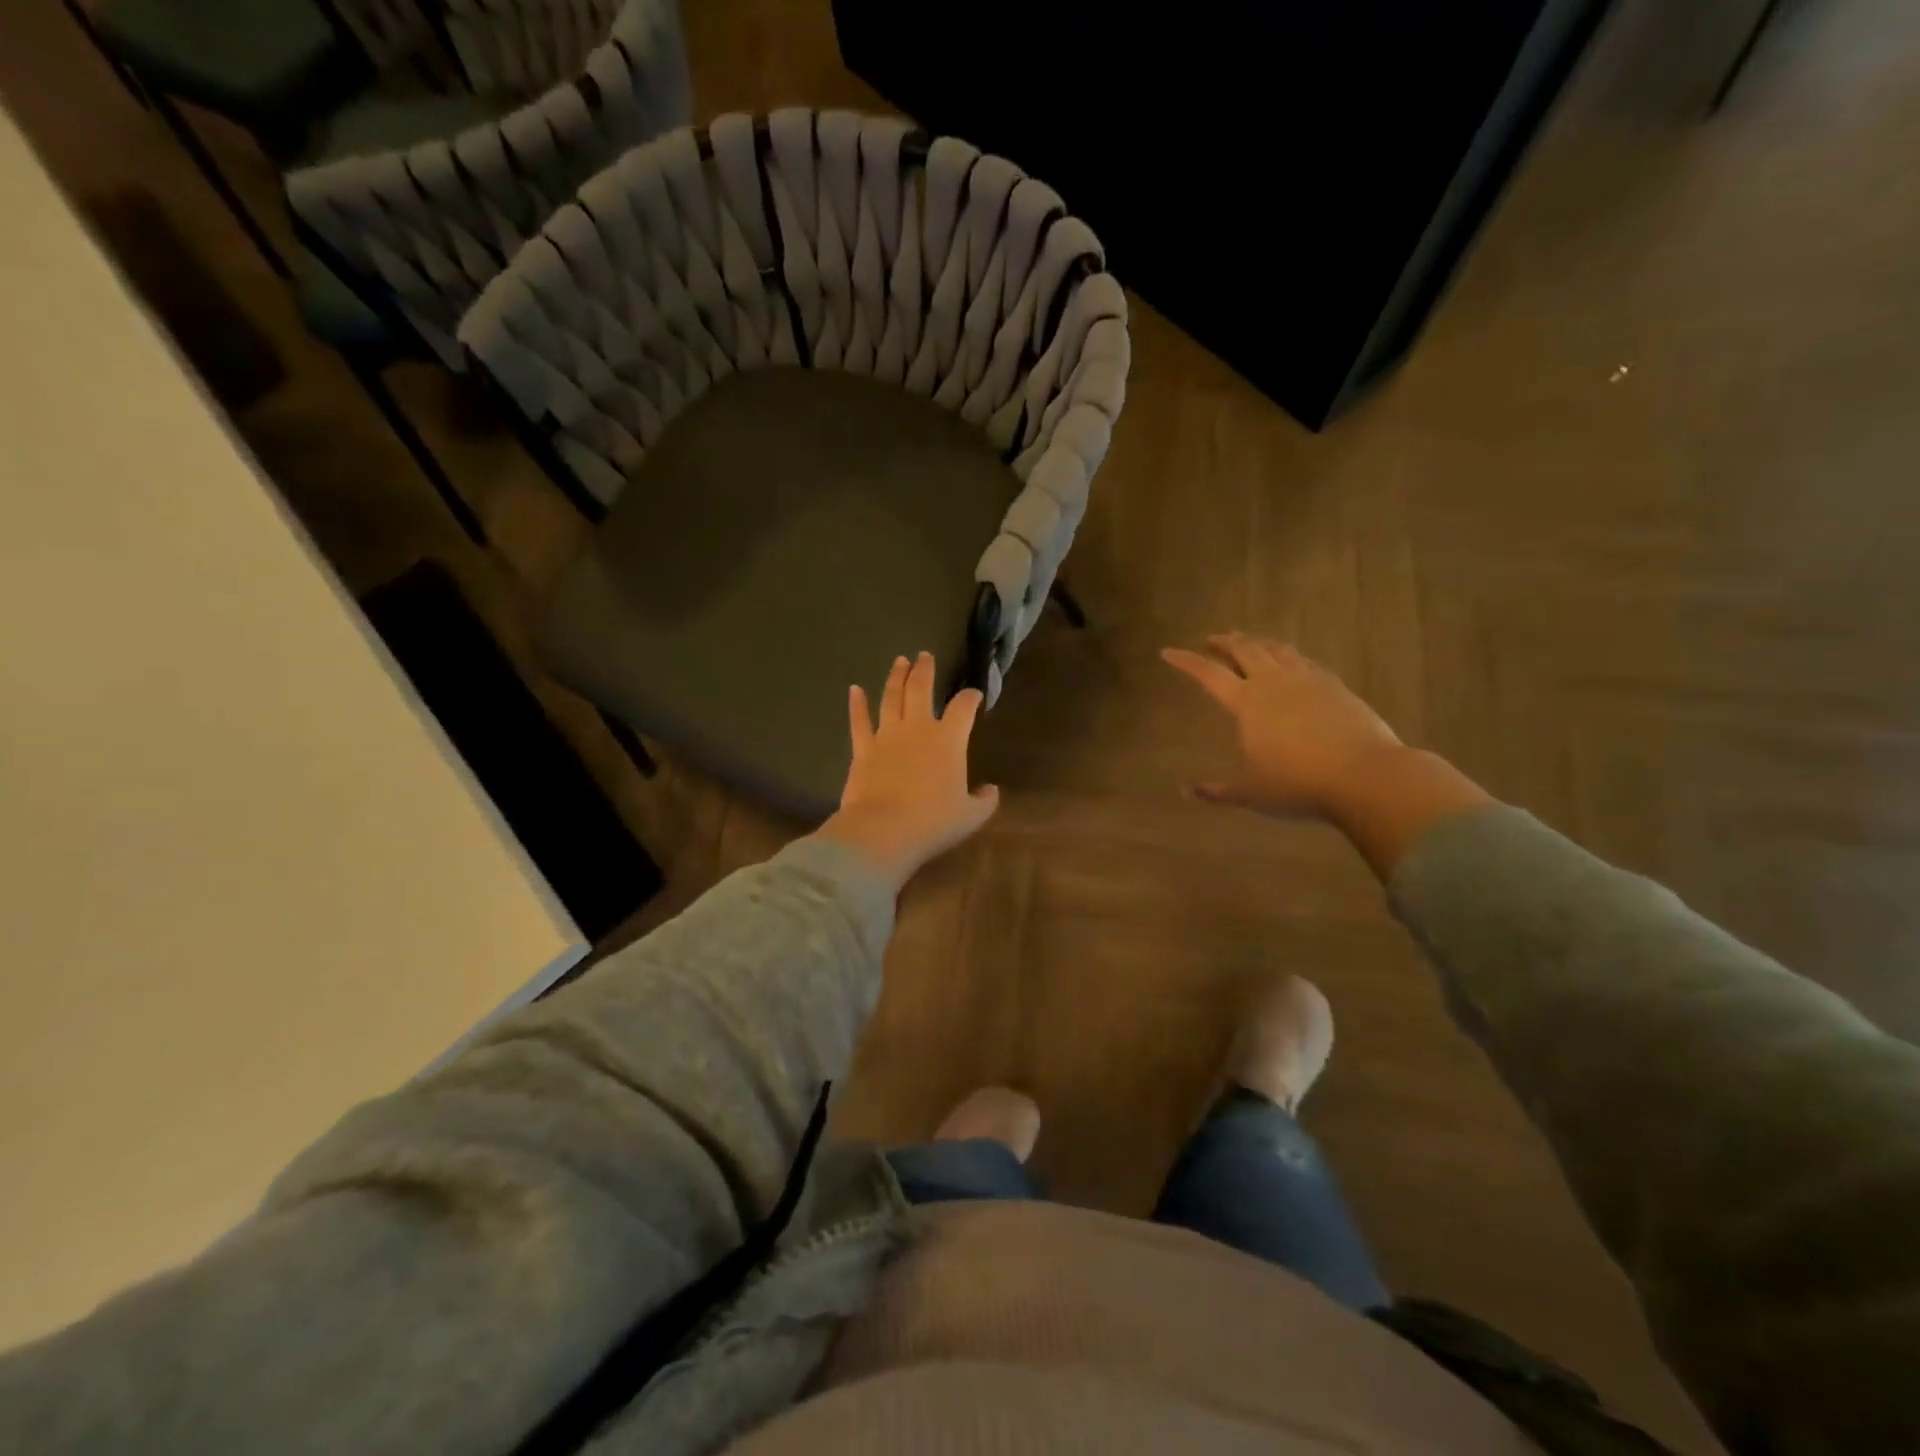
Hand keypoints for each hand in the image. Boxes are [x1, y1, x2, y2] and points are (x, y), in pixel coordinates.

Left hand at [815, 652, 999, 889]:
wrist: (883, 831)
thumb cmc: (932, 822)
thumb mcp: (970, 816)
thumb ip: (984, 801)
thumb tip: (991, 790)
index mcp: (948, 740)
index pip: (963, 707)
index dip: (971, 697)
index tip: (974, 694)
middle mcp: (917, 729)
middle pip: (920, 688)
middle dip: (925, 669)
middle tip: (925, 655)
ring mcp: (886, 736)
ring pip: (890, 697)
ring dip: (896, 677)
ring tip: (900, 661)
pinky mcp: (862, 749)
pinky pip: (859, 721)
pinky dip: (857, 704)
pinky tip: (854, 689)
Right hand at [1161, 633, 1403, 819]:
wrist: (1364, 776)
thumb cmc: (1296, 784)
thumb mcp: (1250, 793)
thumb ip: (1217, 791)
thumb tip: (1188, 792)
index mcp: (1246, 702)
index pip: (1208, 674)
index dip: (1186, 661)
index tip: (1168, 652)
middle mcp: (1273, 682)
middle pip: (1244, 649)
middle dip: (1224, 642)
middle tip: (1212, 639)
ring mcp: (1307, 680)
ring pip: (1276, 649)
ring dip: (1257, 642)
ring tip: (1248, 641)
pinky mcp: (1335, 685)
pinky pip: (1304, 660)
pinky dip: (1288, 655)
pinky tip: (1290, 662)